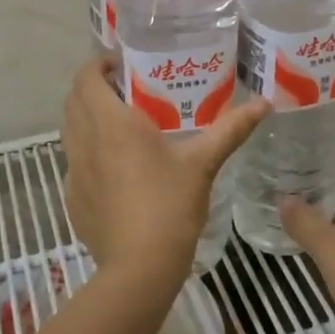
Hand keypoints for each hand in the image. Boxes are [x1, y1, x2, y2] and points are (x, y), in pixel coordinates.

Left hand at [61, 58, 268, 286]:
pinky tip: (115, 168)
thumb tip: (264, 104)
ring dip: (86, 118)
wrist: (139, 269)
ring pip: (70, 130)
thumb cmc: (170, 205)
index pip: (86, 78)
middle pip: (74, 100)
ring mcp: (74, 171)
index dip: (97, 65)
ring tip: (119, 124)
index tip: (120, 64)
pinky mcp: (72, 198)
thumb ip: (231, 129)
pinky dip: (87, 152)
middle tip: (124, 89)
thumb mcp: (203, 163)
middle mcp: (85, 141)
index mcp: (112, 123)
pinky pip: (74, 162)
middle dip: (93, 88)